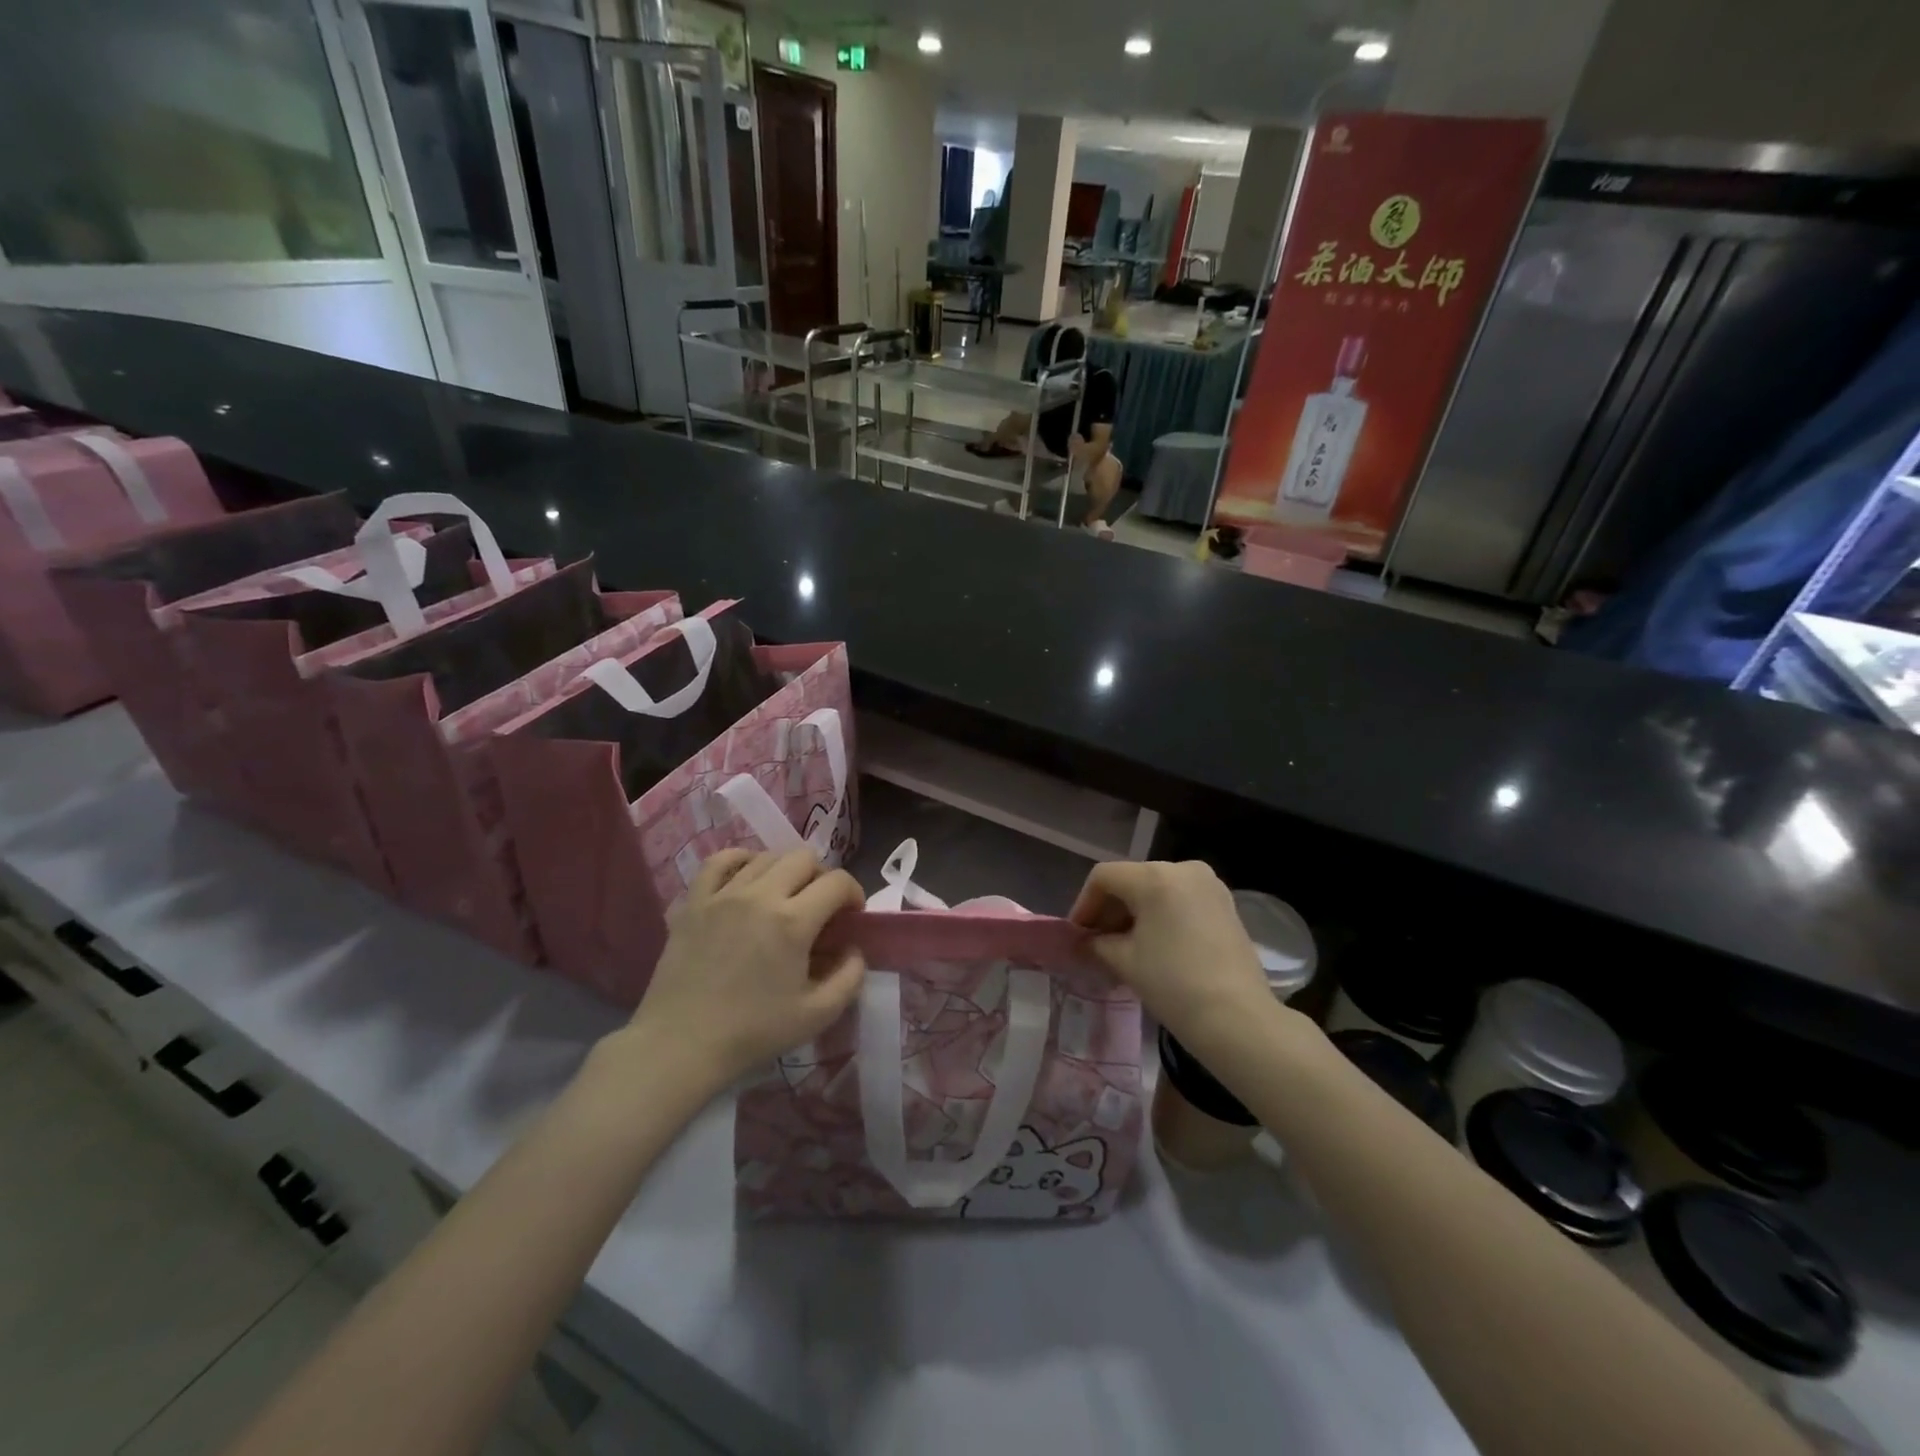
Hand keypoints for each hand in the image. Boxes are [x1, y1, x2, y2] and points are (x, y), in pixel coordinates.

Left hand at [632, 848, 865, 1089]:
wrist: (681, 1045)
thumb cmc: (753, 1032)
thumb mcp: (818, 1015)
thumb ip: (850, 977)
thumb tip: (854, 949)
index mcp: (793, 921)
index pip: (837, 882)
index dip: (854, 894)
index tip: (851, 916)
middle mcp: (760, 895)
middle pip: (804, 858)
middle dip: (822, 877)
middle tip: (820, 907)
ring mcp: (723, 894)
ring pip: (766, 857)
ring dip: (786, 871)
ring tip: (785, 896)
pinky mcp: (694, 902)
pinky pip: (720, 861)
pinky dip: (741, 861)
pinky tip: (748, 877)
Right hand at [1070, 861, 1271, 1047]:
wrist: (1238, 1019)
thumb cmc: (1173, 984)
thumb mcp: (1125, 961)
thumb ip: (1097, 943)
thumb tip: (1085, 941)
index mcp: (1155, 876)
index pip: (1104, 877)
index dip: (1084, 904)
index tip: (1077, 935)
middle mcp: (1183, 868)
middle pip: (1132, 880)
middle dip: (1110, 910)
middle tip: (1096, 943)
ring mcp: (1209, 885)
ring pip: (1157, 889)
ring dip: (1135, 913)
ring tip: (1123, 947)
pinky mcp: (1225, 904)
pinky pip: (1180, 900)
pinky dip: (1161, 916)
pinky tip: (1154, 946)